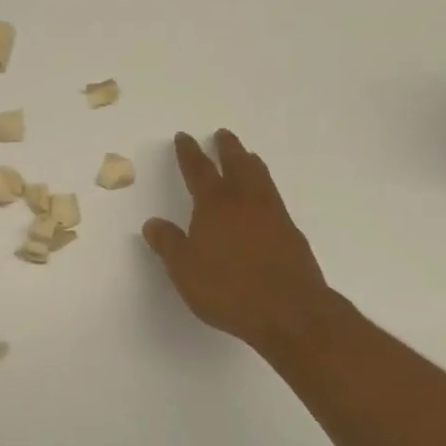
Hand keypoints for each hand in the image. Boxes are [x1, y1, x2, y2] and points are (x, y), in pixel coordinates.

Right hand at [143, 130, 341, 356]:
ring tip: (247, 155)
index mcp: (214, 205)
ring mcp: (273, 215)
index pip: (198, 170)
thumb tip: (153, 223)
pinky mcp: (291, 233)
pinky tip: (265, 199)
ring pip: (260, 177)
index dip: (189, 153)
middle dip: (227, 148)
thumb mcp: (184, 269)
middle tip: (222, 134)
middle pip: (236, 164)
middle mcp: (245, 201)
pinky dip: (266, 188)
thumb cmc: (228, 289)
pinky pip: (275, 198)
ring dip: (250, 162)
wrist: (289, 310)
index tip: (184, 137)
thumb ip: (168, 244)